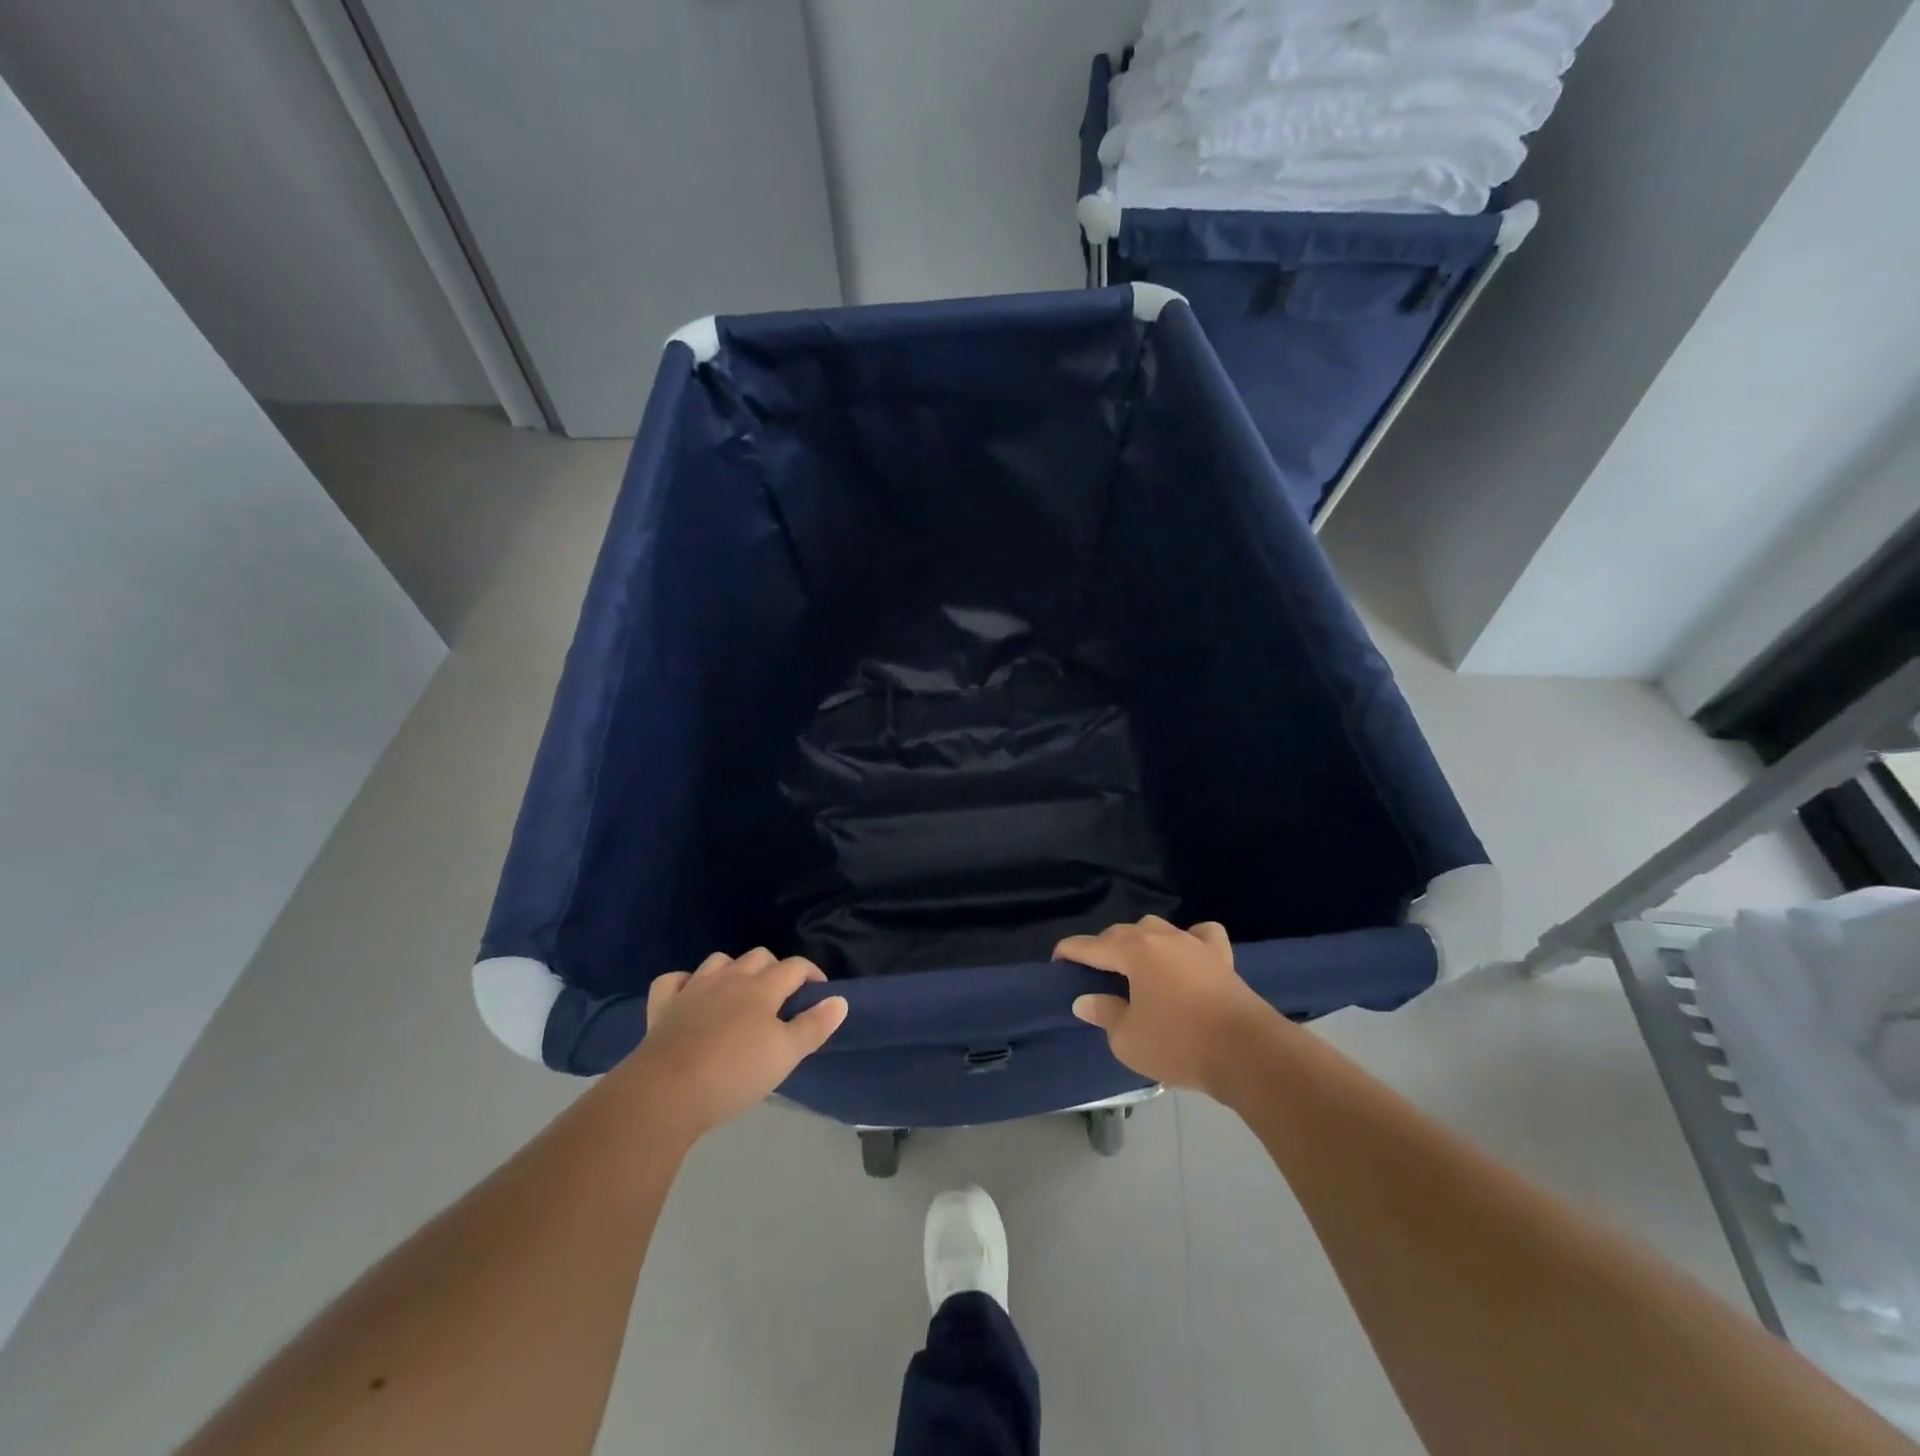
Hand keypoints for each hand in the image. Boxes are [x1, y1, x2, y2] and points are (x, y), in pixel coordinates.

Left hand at [624, 949, 847, 1140]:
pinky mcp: (663, 1005)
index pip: (795, 966)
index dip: (811, 974)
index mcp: (763, 988)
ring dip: (733, 971)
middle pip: (758, 957)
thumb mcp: (786, 1055)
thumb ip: (815, 1025)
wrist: (666, 1093)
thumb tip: (840, 999)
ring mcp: (693, 988)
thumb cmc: (734, 1073)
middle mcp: (730, 978)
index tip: (819, 992)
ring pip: (719, 961)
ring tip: (739, 995)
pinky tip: (691, 997)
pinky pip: (674, 980)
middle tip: (780, 999)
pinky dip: (686, 983)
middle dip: (774, 969)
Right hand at [1058, 916, 1282, 1095]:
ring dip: (1141, 942)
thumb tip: (1085, 999)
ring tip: (1136, 964)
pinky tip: (1186, 954)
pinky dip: (1189, 940)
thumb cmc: (1179, 1043)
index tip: (1057, 961)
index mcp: (1133, 951)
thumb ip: (1104, 1013)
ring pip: (1157, 929)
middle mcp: (1160, 937)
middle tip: (1094, 973)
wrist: (1247, 1052)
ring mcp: (1194, 943)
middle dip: (1103, 948)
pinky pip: (1200, 936)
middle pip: (1122, 933)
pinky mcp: (1221, 957)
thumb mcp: (1128, 1038)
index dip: (1069, 952)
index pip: (1090, 945)